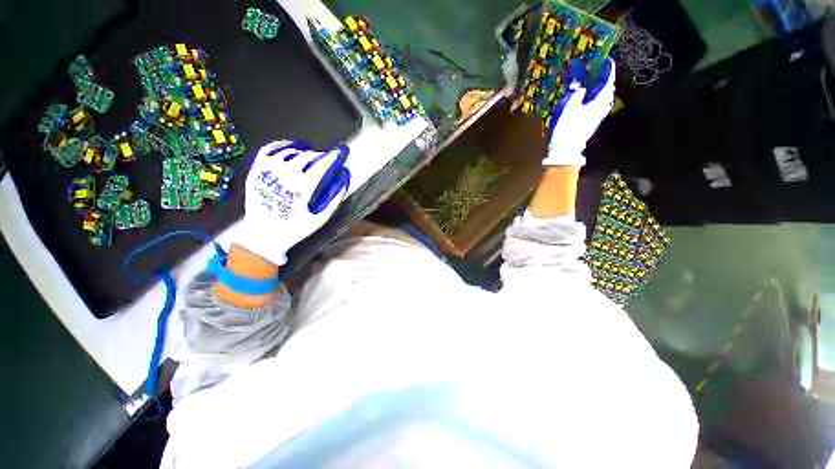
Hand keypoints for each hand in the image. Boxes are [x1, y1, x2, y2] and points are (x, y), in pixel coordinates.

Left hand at [233, 140, 350, 265]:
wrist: (263, 235)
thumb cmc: (295, 228)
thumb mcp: (320, 218)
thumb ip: (334, 198)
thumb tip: (343, 178)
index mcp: (301, 188)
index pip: (321, 165)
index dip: (333, 157)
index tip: (341, 152)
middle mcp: (284, 175)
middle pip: (307, 157)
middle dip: (321, 156)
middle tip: (327, 161)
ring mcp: (268, 171)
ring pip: (291, 151)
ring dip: (305, 152)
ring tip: (312, 158)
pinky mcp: (256, 170)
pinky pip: (270, 149)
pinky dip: (283, 145)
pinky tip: (292, 148)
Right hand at [544, 58, 615, 166]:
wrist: (566, 149)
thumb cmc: (567, 126)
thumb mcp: (570, 105)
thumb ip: (577, 88)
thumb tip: (579, 75)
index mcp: (601, 98)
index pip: (608, 76)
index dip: (604, 65)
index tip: (598, 57)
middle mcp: (604, 104)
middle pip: (606, 84)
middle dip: (599, 75)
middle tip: (589, 68)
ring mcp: (599, 113)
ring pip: (600, 94)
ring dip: (594, 86)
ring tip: (583, 81)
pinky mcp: (592, 119)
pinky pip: (595, 102)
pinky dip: (590, 95)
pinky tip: (581, 95)